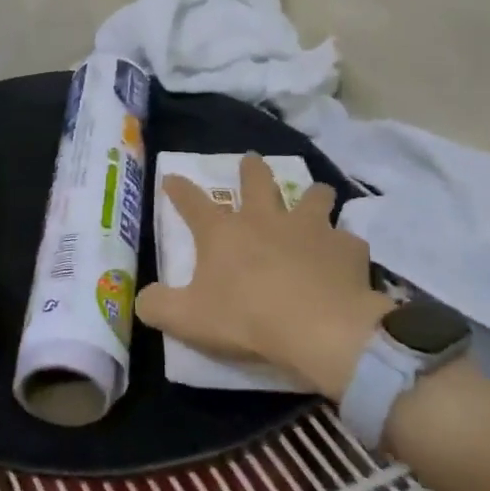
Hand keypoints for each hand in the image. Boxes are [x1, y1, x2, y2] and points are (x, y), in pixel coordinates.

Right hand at [135, 154, 393, 399]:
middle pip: (257, 181)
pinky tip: (345, 257)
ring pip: (314, 196)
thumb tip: (141, 299)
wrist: (320, 329)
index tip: (171, 178)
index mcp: (223, 232)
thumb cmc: (247, 319)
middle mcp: (265, 219)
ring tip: (315, 195)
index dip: (179, 189)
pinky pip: (347, 240)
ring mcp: (310, 228)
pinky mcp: (346, 248)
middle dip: (251, 169)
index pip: (192, 202)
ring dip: (312, 195)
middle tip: (251, 161)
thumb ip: (158, 307)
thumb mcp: (188, 319)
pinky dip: (344, 246)